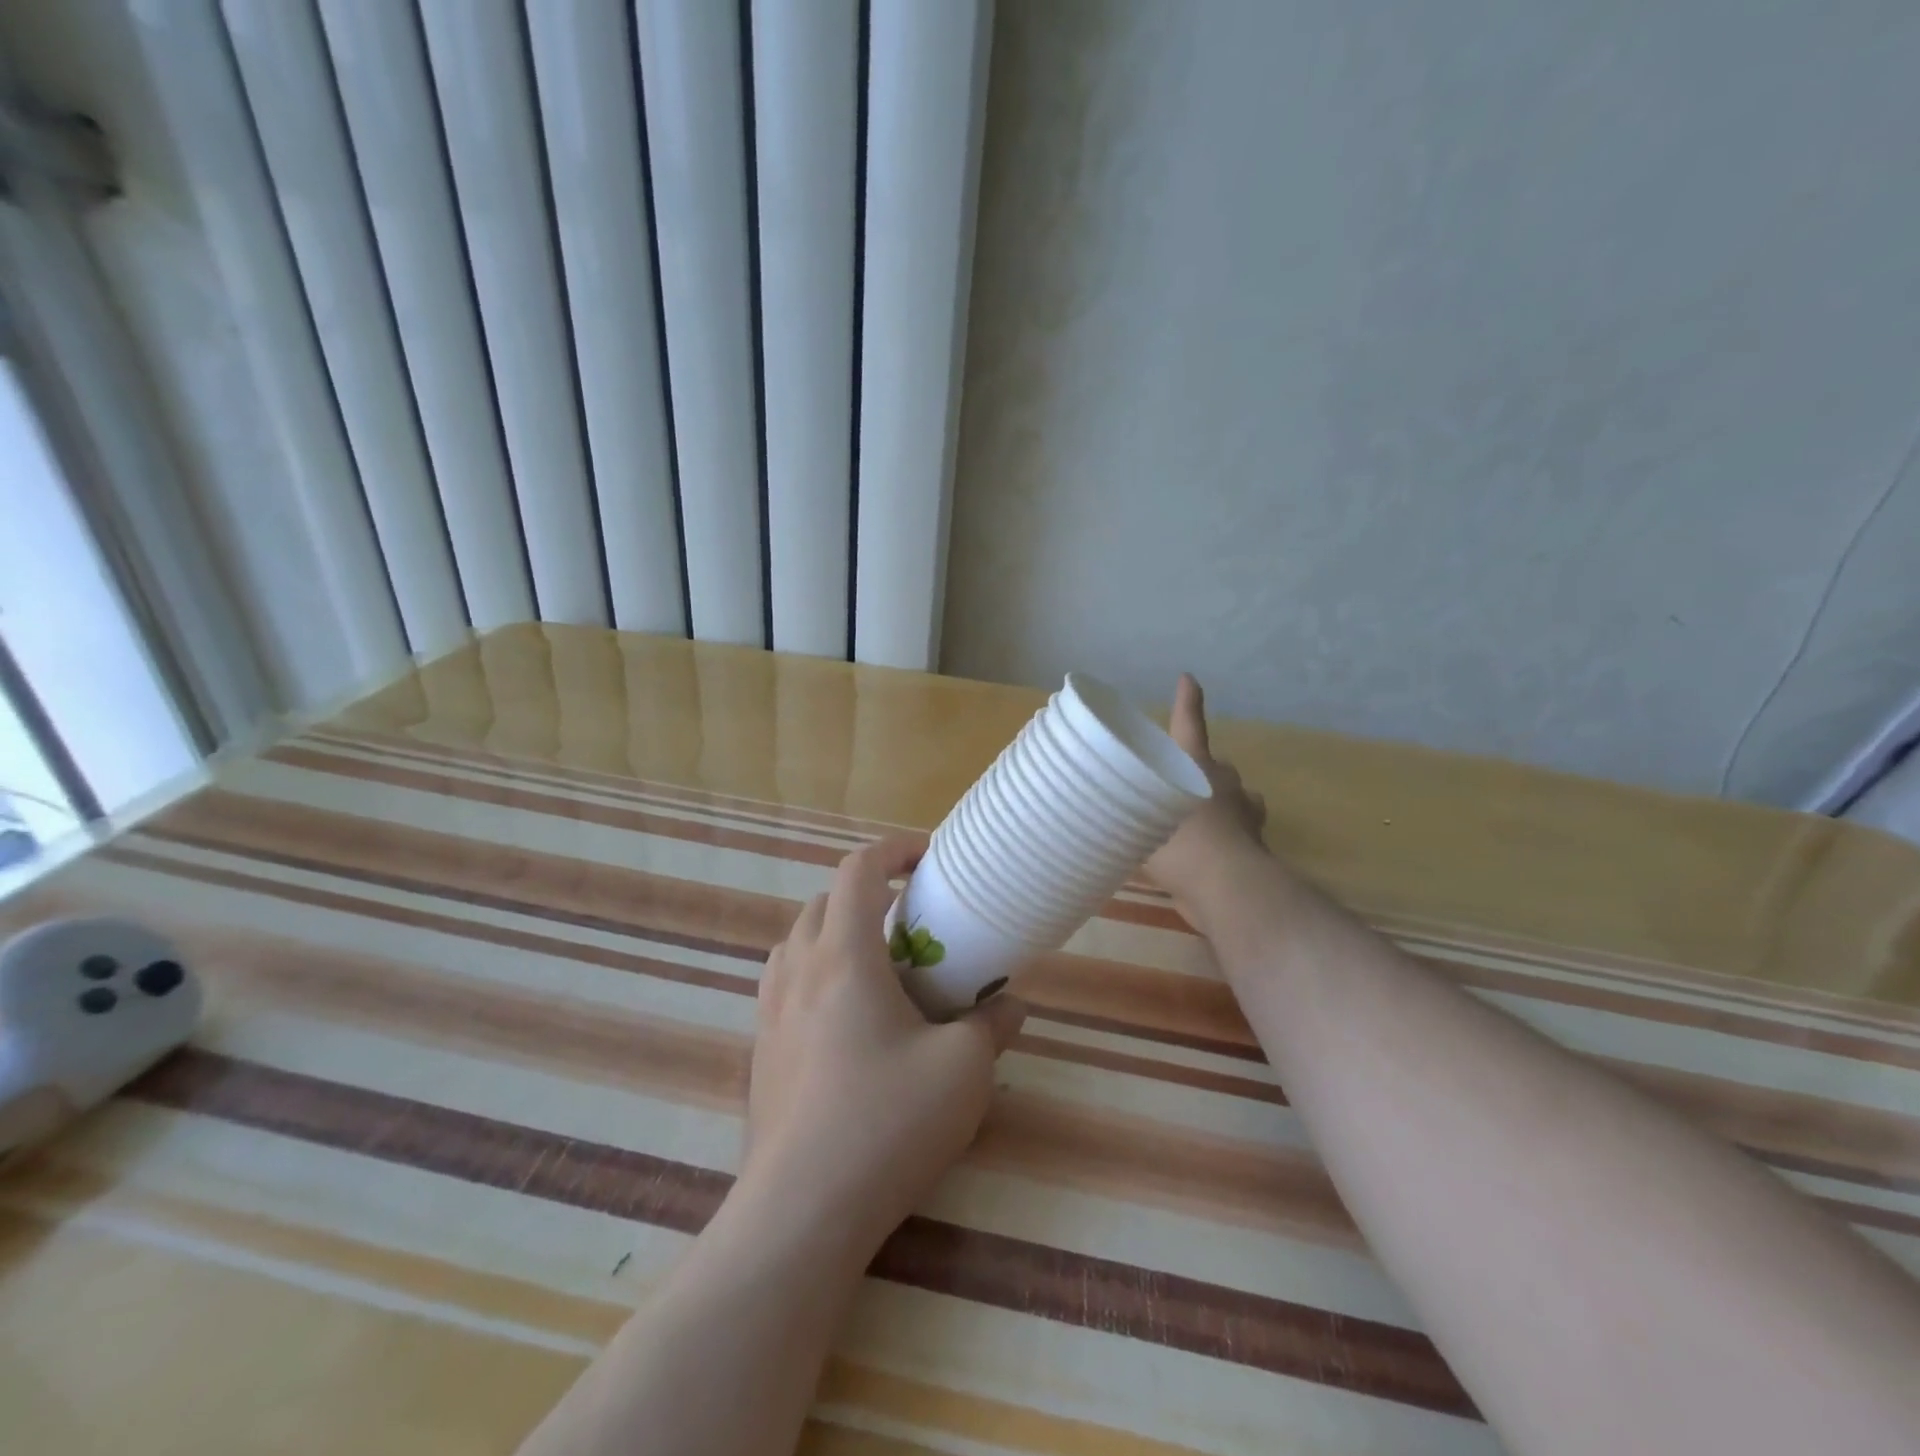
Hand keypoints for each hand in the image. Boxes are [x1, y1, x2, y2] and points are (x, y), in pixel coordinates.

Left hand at [744, 838, 1027, 1250]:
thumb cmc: (886, 1124)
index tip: (928, 860)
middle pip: (826, 901)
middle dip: (869, 894)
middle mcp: (799, 970)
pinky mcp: (760, 1050)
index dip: (894, 851)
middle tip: (912, 924)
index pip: (858, 870)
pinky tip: (847, 1020)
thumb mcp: (962, 1071)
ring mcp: (771, 1010)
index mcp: (844, 956)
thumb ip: (990, 1026)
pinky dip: (816, 972)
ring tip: (878, 967)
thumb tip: (1009, 1005)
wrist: (801, 1211)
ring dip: (837, 932)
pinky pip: (786, 982)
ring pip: (799, 940)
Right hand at [1146, 674, 1268, 910]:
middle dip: (1203, 772)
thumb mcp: (1141, 821)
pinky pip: (1240, 835)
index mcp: (1197, 767)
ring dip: (1221, 805)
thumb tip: (1103, 807)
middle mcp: (1225, 784)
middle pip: (1217, 767)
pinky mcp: (1255, 848)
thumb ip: (1128, 812)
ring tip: (1194, 823)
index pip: (1188, 726)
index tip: (1188, 679)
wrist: (1227, 887)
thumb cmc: (1181, 842)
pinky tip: (1208, 856)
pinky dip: (1228, 839)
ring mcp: (1246, 815)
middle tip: (1178, 787)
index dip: (1187, 703)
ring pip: (1236, 800)